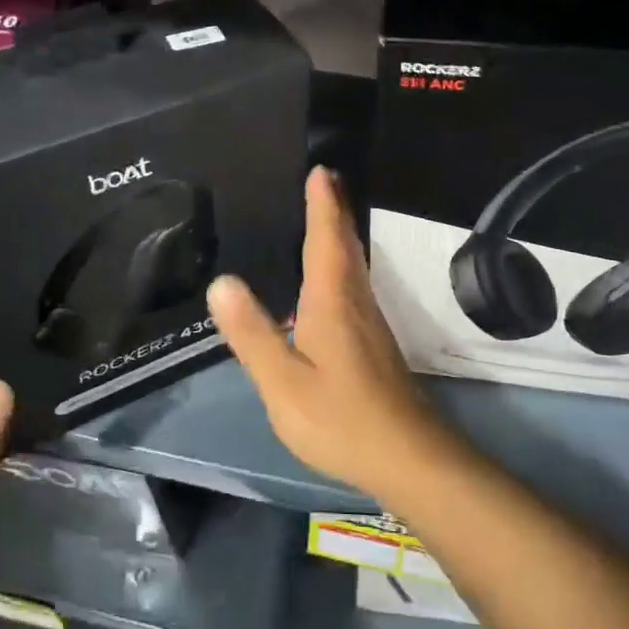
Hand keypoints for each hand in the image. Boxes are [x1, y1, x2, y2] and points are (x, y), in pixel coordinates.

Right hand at [207, 166, 455, 498]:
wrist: (407, 457)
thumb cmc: (340, 418)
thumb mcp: (283, 382)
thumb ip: (252, 334)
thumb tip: (221, 282)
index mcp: (332, 302)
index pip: (326, 239)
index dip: (322, 205)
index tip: (320, 171)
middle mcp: (356, 302)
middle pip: (347, 245)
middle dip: (335, 211)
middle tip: (324, 181)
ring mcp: (370, 324)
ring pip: (355, 266)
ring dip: (340, 236)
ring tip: (324, 217)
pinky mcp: (374, 345)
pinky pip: (354, 287)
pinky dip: (342, 265)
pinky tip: (328, 282)